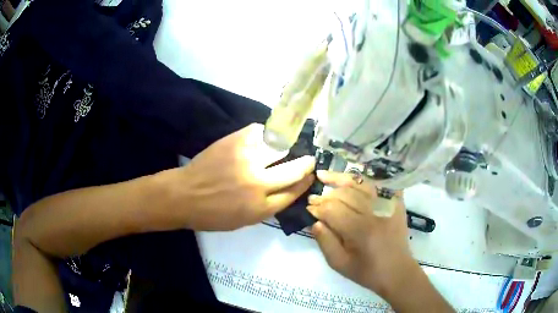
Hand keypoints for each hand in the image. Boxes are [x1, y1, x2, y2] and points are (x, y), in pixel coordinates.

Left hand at [161, 123, 314, 230]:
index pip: (294, 192)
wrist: (184, 196)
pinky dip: (266, 134)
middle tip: (309, 159)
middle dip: (306, 164)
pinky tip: (267, 137)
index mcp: (261, 208)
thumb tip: (285, 189)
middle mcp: (258, 184)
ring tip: (290, 144)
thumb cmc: (211, 215)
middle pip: (294, 170)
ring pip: (280, 148)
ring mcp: (247, 160)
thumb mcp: (244, 221)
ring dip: (289, 146)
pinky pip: (260, 132)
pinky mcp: (235, 142)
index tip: (310, 175)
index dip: (305, 182)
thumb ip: (267, 206)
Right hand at [307, 171, 414, 297]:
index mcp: (360, 231)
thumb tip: (315, 222)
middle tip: (314, 196)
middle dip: (326, 194)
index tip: (308, 207)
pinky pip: (380, 184)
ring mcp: (388, 205)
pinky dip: (366, 180)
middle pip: (346, 194)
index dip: (318, 207)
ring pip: (361, 184)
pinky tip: (354, 179)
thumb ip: (325, 242)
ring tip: (326, 175)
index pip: (333, 210)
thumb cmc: (367, 271)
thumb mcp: (339, 264)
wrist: (397, 271)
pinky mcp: (397, 203)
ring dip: (342, 179)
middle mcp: (375, 213)